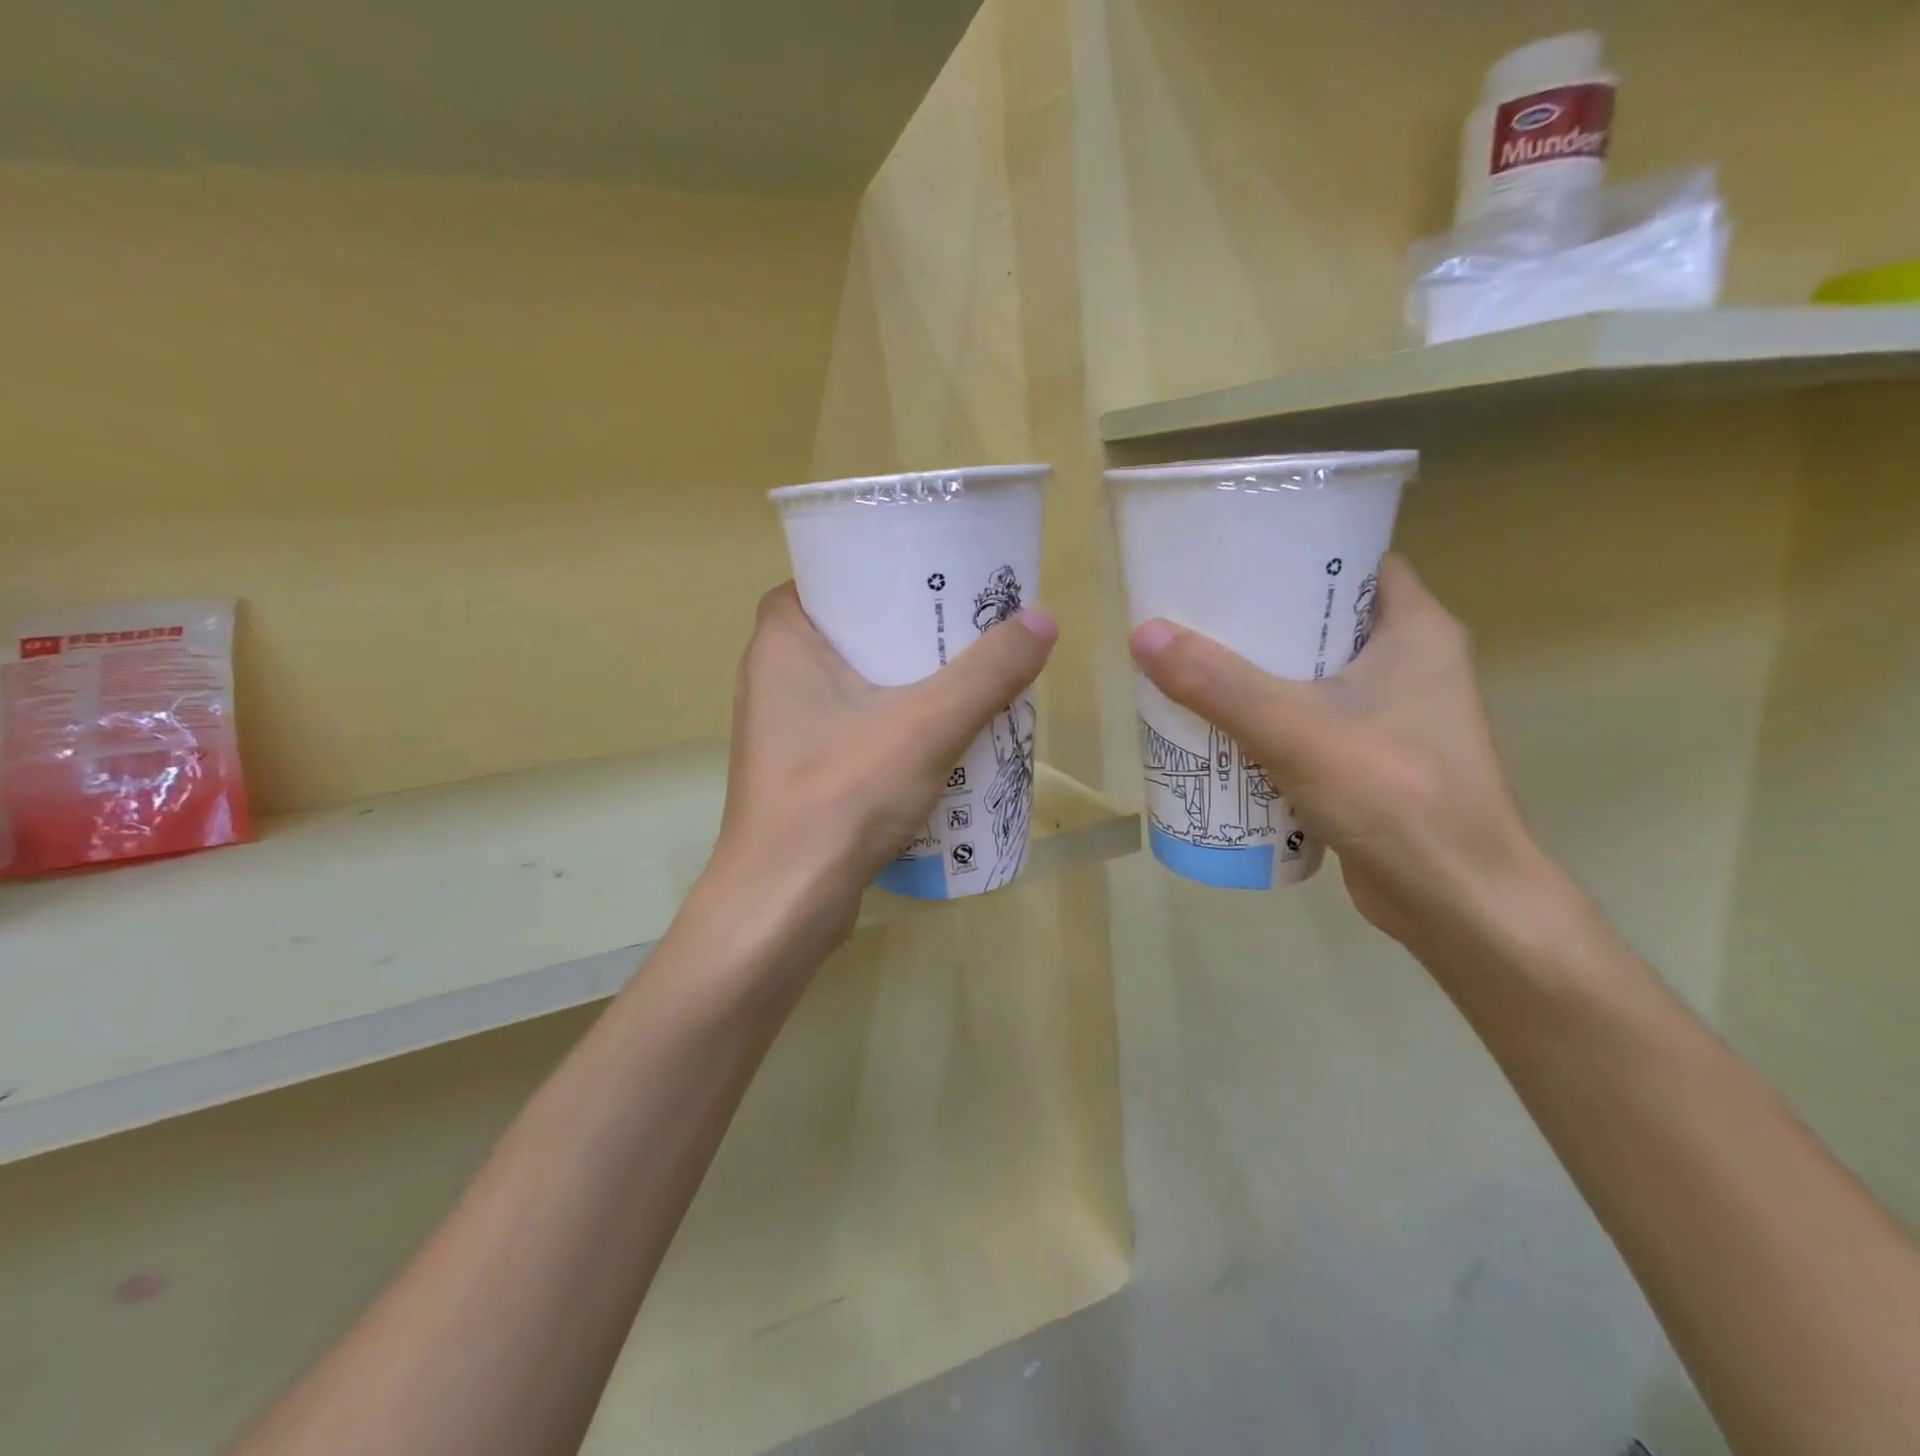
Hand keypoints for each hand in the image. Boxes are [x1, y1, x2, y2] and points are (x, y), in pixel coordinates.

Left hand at [705, 582, 1055, 953]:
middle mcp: (771, 682)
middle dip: (902, 631)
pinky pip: (852, 731)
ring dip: (902, 683)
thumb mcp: (926, 725)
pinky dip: (891, 727)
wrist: (786, 904)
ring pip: (851, 687)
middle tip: (960, 625)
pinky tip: (938, 738)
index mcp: (780, 645)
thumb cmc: (842, 795)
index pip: (821, 581)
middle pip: (845, 634)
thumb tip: (1043, 620)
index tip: (923, 578)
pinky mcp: (801, 776)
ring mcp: (783, 734)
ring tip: (962, 675)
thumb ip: (987, 673)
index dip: (870, 574)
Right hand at [1128, 555, 1548, 954]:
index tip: (1233, 556)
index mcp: (1416, 630)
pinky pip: (1308, 720)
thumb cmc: (1396, 796)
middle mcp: (1410, 663)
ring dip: (1257, 672)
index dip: (1296, 552)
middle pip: (1322, 619)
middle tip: (1193, 612)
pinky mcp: (1371, 760)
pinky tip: (1217, 725)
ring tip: (1190, 662)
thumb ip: (1219, 685)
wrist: (1455, 903)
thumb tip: (1143, 635)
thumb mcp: (1297, 731)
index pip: (1355, 562)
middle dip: (1258, 617)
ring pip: (1311, 674)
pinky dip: (1267, 719)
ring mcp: (1392, 715)